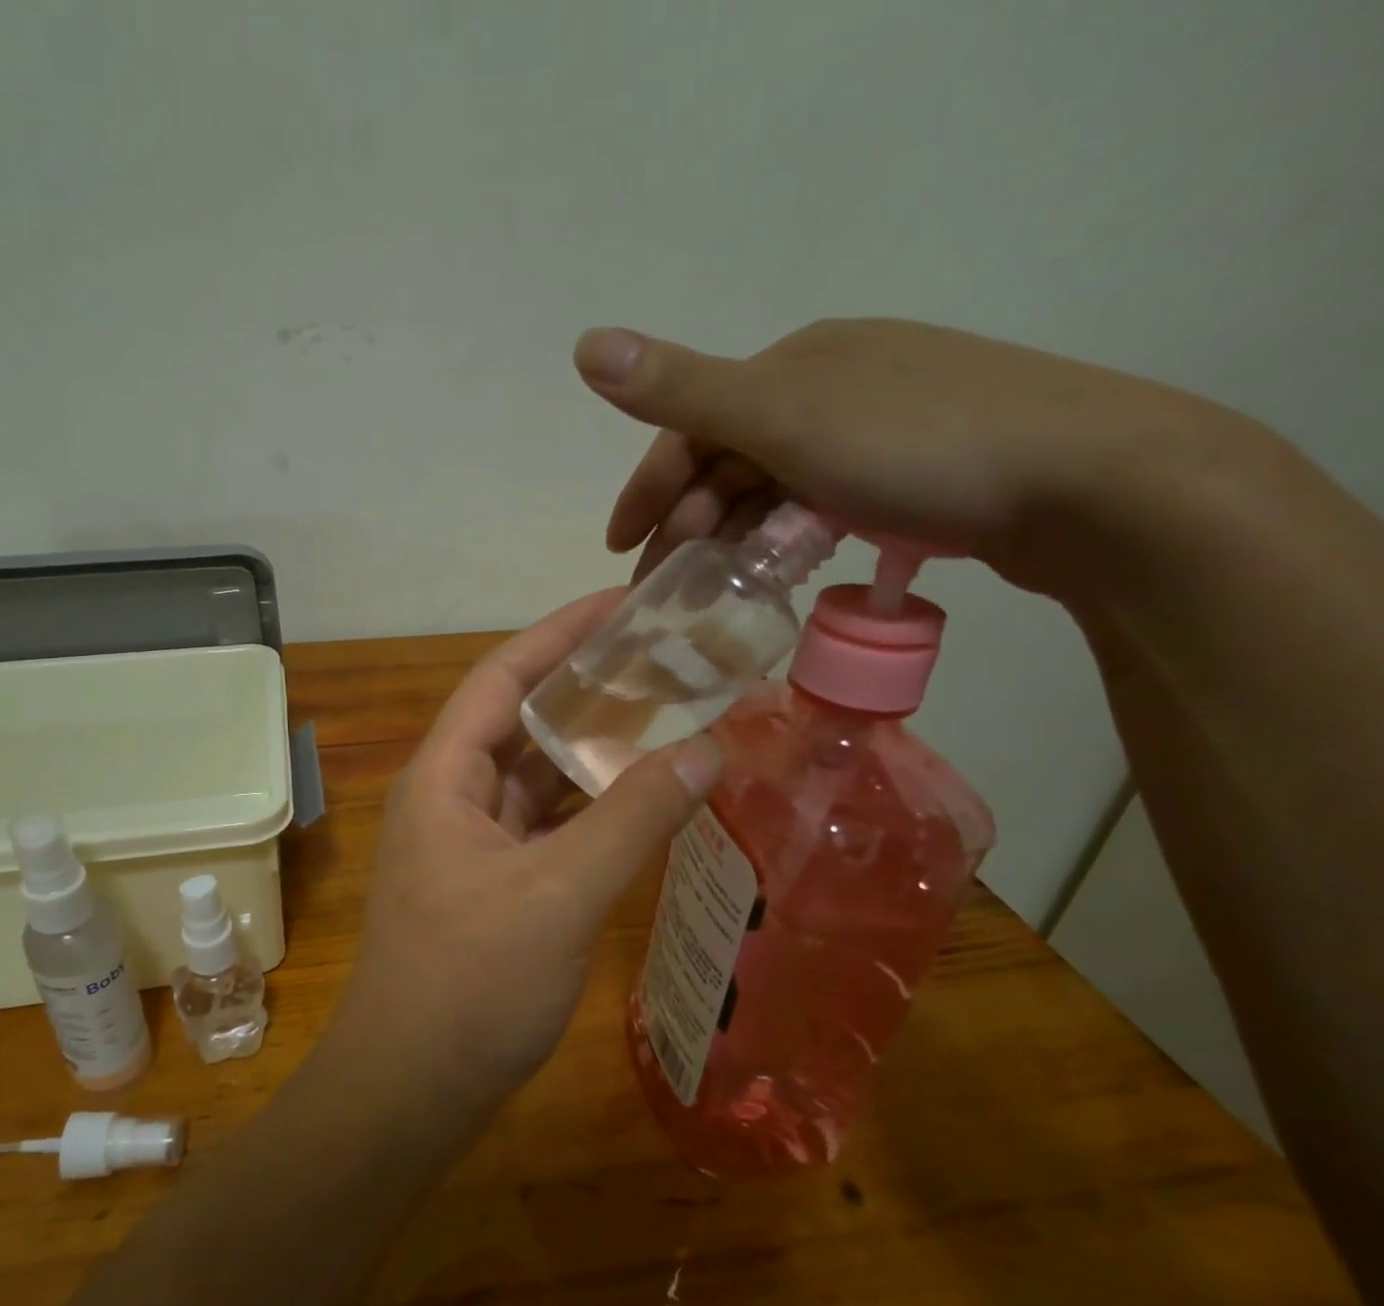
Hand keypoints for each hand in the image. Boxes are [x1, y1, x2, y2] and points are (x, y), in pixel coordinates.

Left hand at [324, 592, 723, 1119]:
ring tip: (666, 713)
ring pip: (534, 773)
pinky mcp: (489, 882)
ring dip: (591, 747)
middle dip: (587, 686)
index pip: (503, 677)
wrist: (409, 1089)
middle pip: (520, 719)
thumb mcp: (559, 894)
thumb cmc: (469, 985)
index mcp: (443, 776)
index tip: (625, 602)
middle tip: (665, 657)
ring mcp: (467, 842)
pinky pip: (543, 822)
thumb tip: (708, 748)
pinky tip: (640, 797)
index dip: (561, 633)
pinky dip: (588, 805)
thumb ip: (633, 818)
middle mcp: (449, 795)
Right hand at [574, 318, 1261, 596]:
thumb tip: (584, 344)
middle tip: (663, 588)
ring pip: (773, 486)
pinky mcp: (914, 470)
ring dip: (730, 537)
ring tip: (711, 591)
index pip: (692, 426)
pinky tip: (780, 568)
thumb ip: (683, 389)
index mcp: (795, 364)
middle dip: (684, 524)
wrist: (1090, 480)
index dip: (646, 489)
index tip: (619, 550)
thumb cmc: (917, 448)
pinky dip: (783, 536)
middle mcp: (832, 384)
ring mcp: (877, 426)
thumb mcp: (784, 419)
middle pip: (730, 460)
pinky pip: (817, 502)